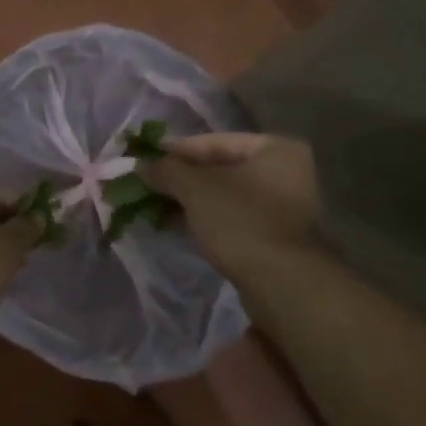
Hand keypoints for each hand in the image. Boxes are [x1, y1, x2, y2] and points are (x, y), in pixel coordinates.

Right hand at [137, 133, 320, 279]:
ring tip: (151, 206)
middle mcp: (284, 171)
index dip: (174, 151)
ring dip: (186, 200)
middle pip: (218, 168)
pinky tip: (171, 224)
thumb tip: (141, 165)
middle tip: (144, 185)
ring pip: (222, 195)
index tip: (143, 160)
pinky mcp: (271, 235)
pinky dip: (202, 218)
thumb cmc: (240, 221)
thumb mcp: (196, 188)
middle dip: (179, 179)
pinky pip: (229, 216)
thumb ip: (166, 170)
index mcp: (274, 149)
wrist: (281, 283)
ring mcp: (280, 206)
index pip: (213, 142)